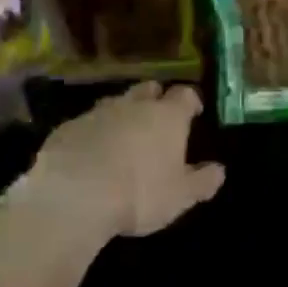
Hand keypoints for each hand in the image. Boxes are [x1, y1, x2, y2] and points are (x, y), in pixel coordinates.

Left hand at [26, 82, 225, 239]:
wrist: (73, 195)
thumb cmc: (139, 194)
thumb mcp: (180, 197)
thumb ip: (202, 181)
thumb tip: (219, 170)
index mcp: (167, 117)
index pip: (185, 95)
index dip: (191, 101)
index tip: (194, 111)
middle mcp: (134, 106)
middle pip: (149, 89)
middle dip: (155, 99)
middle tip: (158, 118)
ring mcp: (98, 113)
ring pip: (116, 102)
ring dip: (123, 114)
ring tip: (124, 136)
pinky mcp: (68, 127)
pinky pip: (88, 123)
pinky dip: (94, 132)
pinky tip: (92, 152)